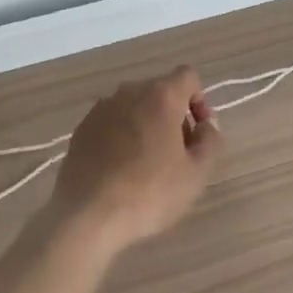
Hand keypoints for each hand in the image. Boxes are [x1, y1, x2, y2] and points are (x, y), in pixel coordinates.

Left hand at [50, 66, 221, 252]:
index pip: (188, 76)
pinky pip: (112, 122)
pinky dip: (122, 136)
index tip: (197, 133)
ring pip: (134, 107)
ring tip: (147, 165)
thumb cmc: (149, 192)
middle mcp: (129, 92)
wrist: (88, 215)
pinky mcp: (81, 128)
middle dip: (174, 116)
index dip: (199, 100)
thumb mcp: (196, 173)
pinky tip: (120, 170)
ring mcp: (101, 109)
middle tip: (178, 154)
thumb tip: (206, 124)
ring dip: (147, 125)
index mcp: (160, 96)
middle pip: (160, 91)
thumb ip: (210, 140)